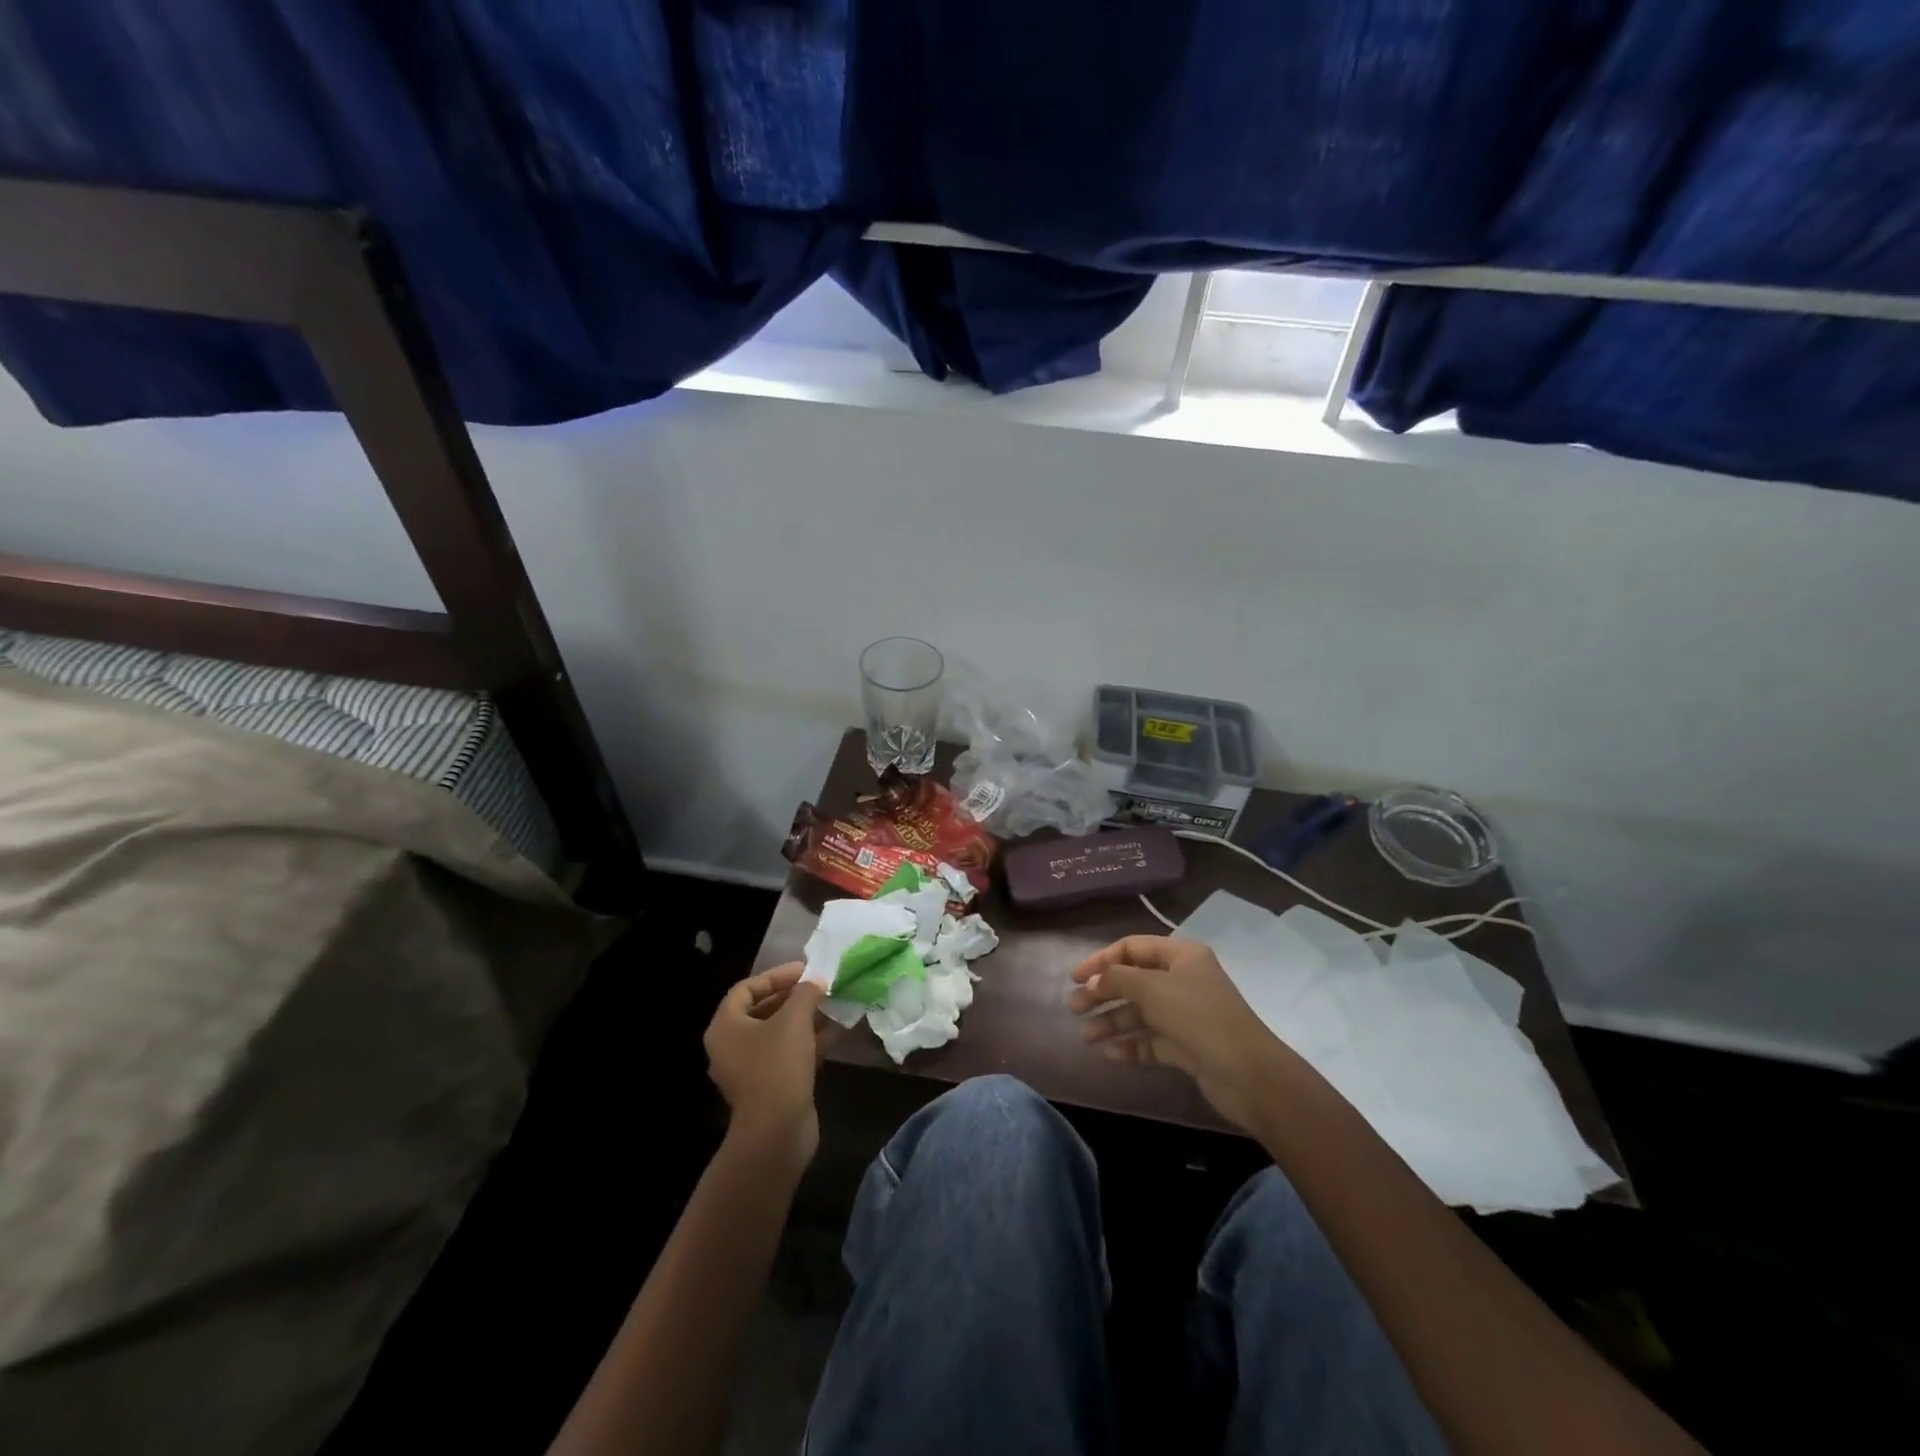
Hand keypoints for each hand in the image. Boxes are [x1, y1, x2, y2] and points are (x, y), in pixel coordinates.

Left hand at [704, 964, 827, 1165]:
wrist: (776, 1132)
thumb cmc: (777, 1066)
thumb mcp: (794, 1020)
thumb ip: (805, 994)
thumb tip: (815, 982)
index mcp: (725, 1027)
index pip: (746, 989)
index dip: (776, 976)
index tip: (804, 971)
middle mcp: (730, 1046)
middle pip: (761, 1010)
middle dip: (792, 997)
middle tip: (819, 988)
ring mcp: (748, 1069)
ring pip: (776, 1034)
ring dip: (803, 1019)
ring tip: (830, 1007)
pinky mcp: (767, 1087)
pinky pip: (785, 1054)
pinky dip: (805, 1042)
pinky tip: (832, 1034)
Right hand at [1070, 935, 1301, 1134]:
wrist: (1248, 1074)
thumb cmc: (1199, 1017)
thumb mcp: (1153, 989)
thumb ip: (1117, 979)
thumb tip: (1092, 980)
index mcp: (1181, 956)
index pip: (1132, 948)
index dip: (1101, 959)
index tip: (1076, 977)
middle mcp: (1183, 980)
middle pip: (1133, 981)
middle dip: (1103, 993)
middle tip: (1074, 1007)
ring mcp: (1185, 1014)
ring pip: (1140, 1013)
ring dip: (1112, 1021)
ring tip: (1086, 1036)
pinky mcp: (1186, 1046)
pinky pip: (1151, 1039)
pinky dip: (1131, 1044)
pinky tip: (1110, 1054)